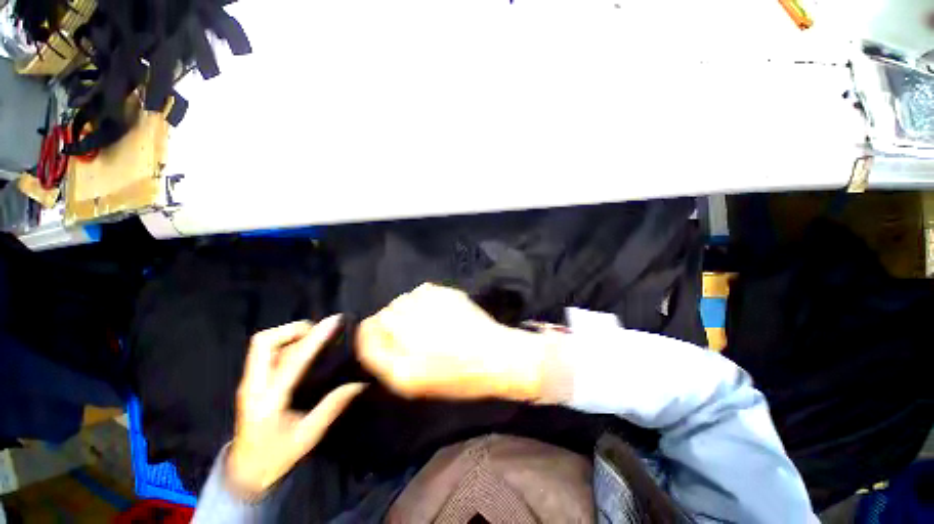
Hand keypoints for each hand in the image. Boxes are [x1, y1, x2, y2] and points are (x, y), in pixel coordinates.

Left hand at [227, 315, 365, 497]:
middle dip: (294, 330)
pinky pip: (266, 352)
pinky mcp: (250, 382)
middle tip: (318, 332)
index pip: (293, 360)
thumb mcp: (307, 437)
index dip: (315, 338)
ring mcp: (248, 382)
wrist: (243, 473)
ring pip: (263, 343)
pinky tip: (303, 352)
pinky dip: (286, 344)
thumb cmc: (275, 457)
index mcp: (268, 401)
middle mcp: (253, 386)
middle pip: (263, 342)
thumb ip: (332, 407)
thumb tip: (360, 384)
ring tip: (314, 339)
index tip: (334, 322)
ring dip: (289, 335)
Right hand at [356, 283, 545, 401]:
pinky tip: (437, 311)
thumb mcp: (413, 381)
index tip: (383, 337)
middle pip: (385, 313)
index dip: (372, 333)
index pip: (368, 333)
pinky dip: (424, 299)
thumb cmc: (457, 376)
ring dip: (408, 308)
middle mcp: (410, 329)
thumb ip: (383, 359)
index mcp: (401, 361)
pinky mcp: (446, 293)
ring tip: (426, 321)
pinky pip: (422, 291)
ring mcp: (429, 307)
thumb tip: (369, 331)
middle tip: (411, 332)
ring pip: (403, 299)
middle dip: (392, 322)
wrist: (496, 356)